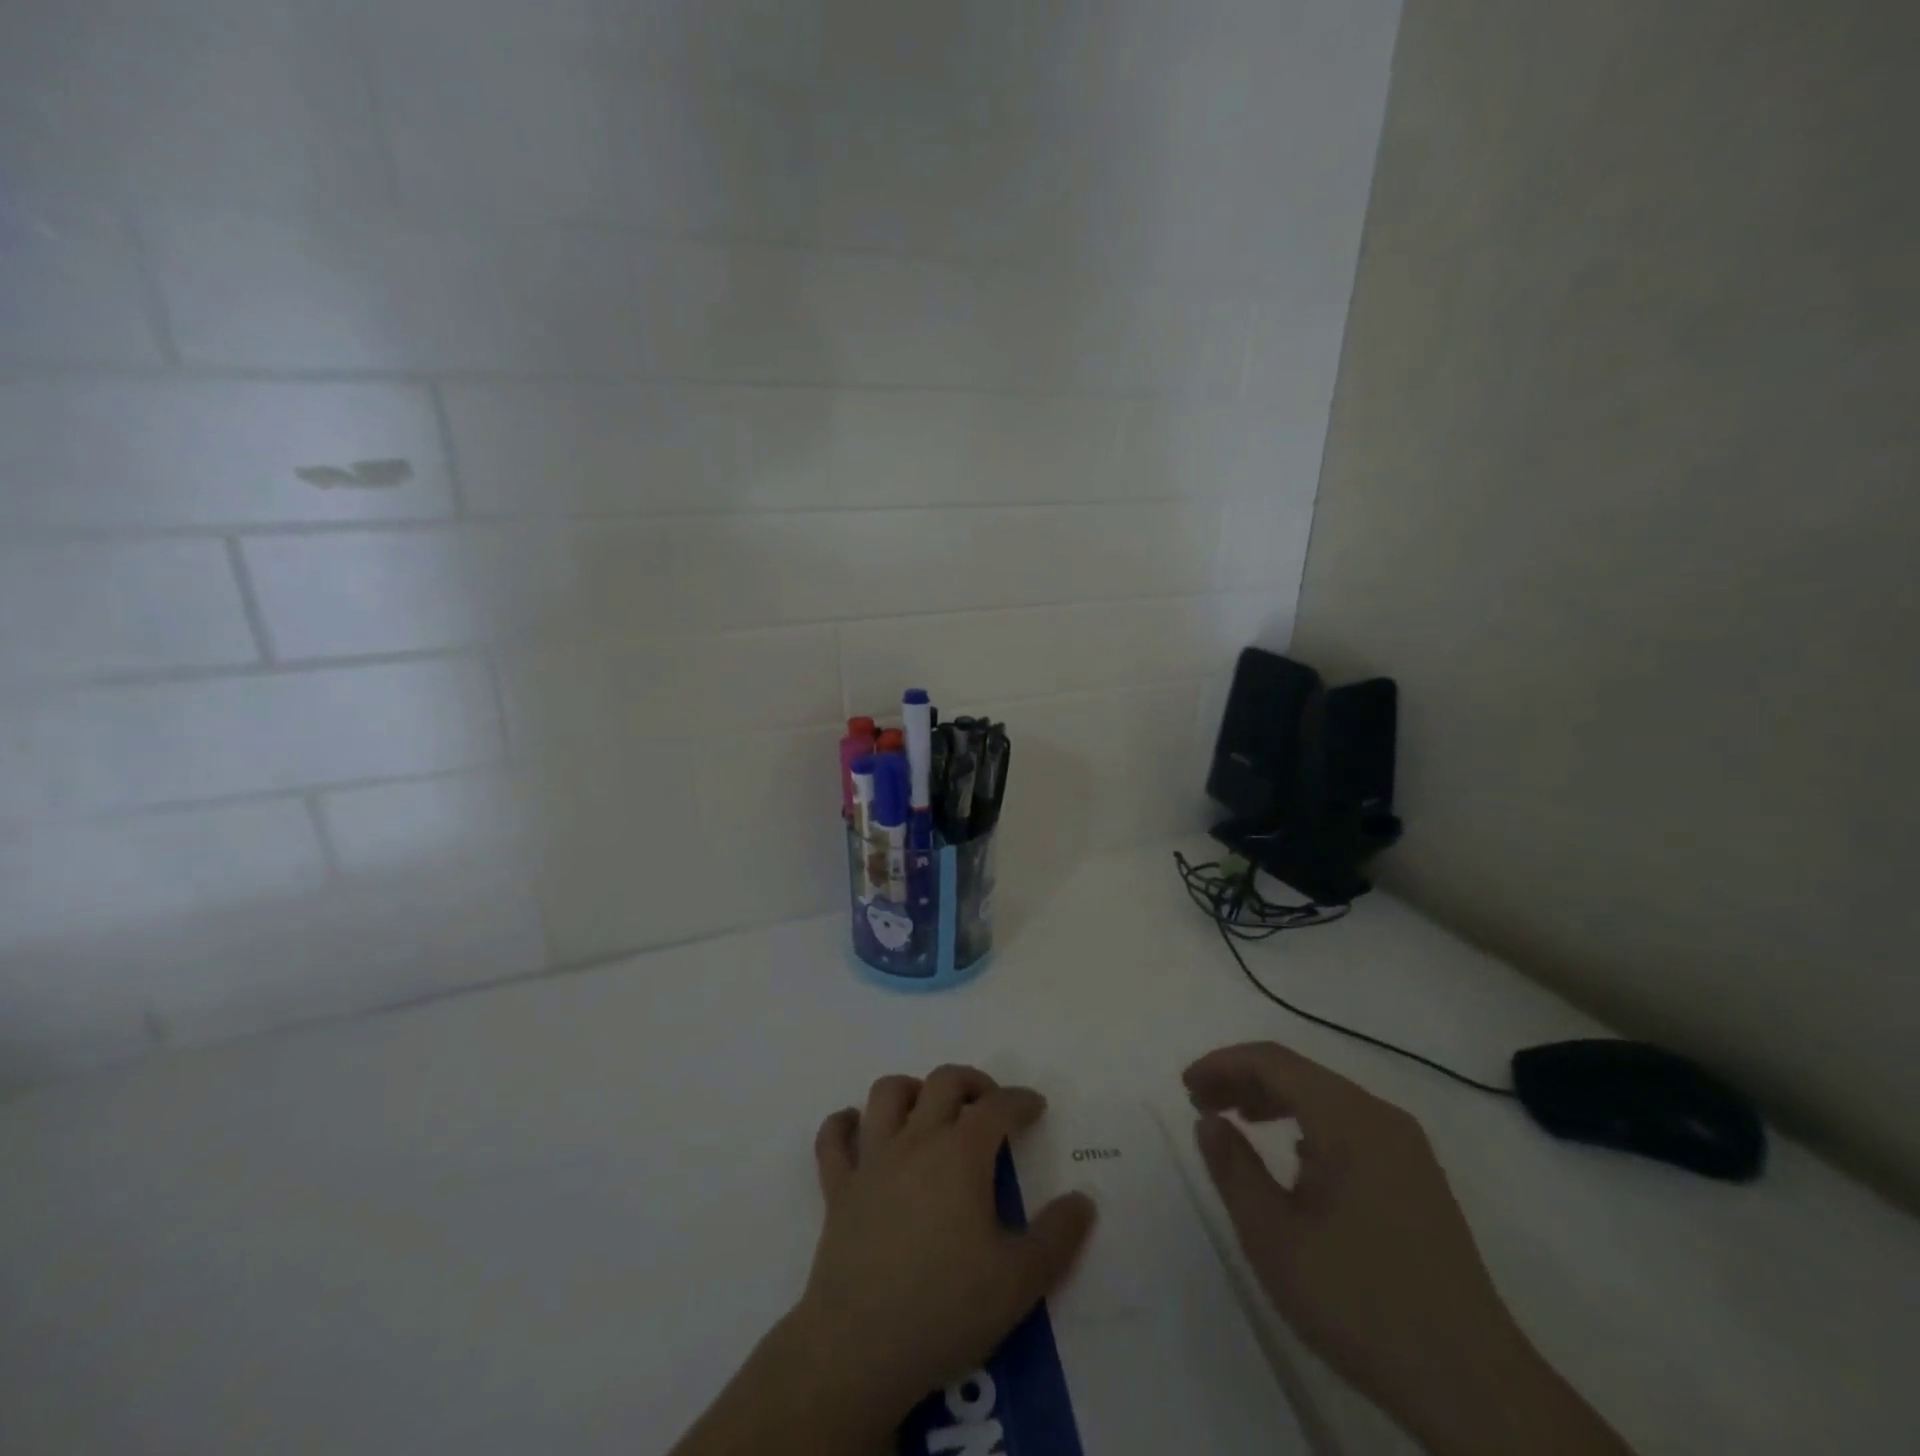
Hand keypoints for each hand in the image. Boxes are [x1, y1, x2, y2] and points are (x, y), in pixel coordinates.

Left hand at [795, 1066, 1097, 1423]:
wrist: (860, 1347)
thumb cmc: (946, 1307)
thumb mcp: (1020, 1281)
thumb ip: (1058, 1236)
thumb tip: (1083, 1200)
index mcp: (961, 1154)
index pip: (997, 1107)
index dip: (1020, 1100)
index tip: (1035, 1107)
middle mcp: (916, 1140)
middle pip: (943, 1082)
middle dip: (972, 1082)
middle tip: (989, 1104)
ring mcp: (872, 1160)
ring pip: (886, 1093)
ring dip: (911, 1089)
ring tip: (928, 1109)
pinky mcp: (838, 1187)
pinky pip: (833, 1138)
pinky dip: (844, 1124)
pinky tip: (857, 1129)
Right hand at [1185, 1043, 1632, 1455]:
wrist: (1473, 1385)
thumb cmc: (1358, 1300)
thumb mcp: (1272, 1236)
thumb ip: (1232, 1167)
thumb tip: (1210, 1120)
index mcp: (1348, 1118)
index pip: (1272, 1061)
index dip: (1222, 1064)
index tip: (1185, 1086)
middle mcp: (1381, 1117)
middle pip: (1299, 1073)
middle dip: (1243, 1079)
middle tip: (1201, 1103)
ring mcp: (1406, 1147)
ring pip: (1325, 1097)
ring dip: (1274, 1100)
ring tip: (1236, 1122)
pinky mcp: (1418, 1178)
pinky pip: (1350, 1125)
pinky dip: (1307, 1123)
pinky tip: (1293, 1157)